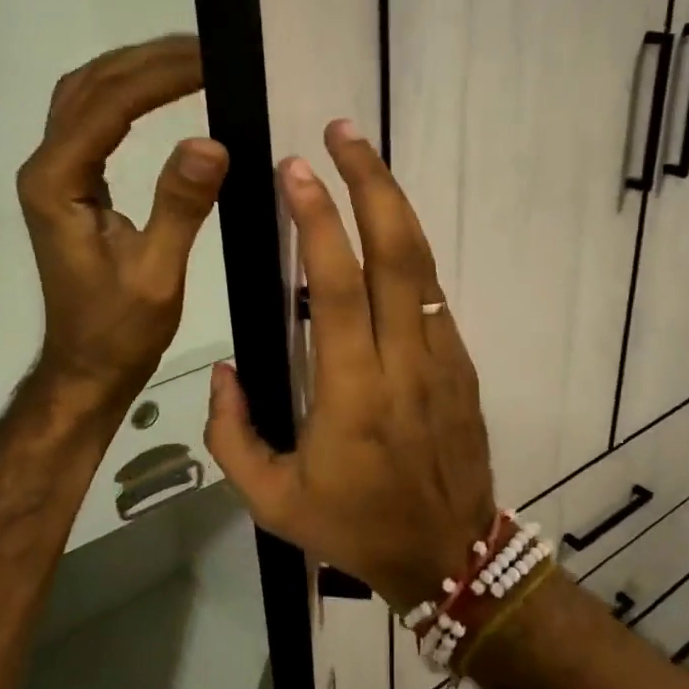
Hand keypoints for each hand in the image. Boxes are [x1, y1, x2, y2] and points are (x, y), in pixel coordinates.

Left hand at [17, 35, 228, 410]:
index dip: (160, 77)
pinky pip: (94, 120)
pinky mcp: (71, 184)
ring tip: (191, 59)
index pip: (107, 106)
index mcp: (57, 183)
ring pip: (86, 96)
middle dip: (147, 60)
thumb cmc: (119, 331)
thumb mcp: (156, 275)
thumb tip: (211, 141)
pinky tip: (162, 93)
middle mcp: (46, 167)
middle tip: (208, 48)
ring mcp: (55, 174)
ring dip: (134, 70)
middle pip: (89, 86)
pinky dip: (128, 95)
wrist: (87, 366)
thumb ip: (179, 206)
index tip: (212, 59)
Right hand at [203, 120, 496, 609]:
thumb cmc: (354, 528)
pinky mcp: (462, 364)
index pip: (338, 288)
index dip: (317, 222)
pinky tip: (383, 230)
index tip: (296, 170)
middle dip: (370, 183)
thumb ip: (232, 434)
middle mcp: (404, 362)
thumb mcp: (271, 501)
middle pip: (396, 254)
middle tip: (343, 132)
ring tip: (363, 159)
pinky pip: (431, 295)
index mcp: (353, 393)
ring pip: (422, 265)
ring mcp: (443, 359)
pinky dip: (407, 252)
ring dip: (394, 204)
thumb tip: (225, 371)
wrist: (449, 557)